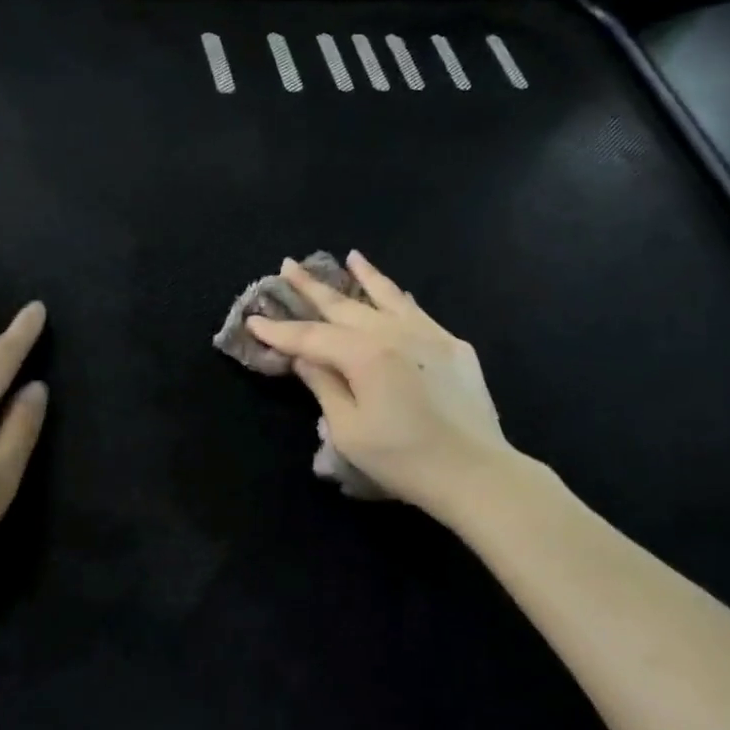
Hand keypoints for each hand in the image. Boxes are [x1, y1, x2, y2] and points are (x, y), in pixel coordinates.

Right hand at [247, 252, 516, 518]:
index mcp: (365, 354)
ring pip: (388, 296)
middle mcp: (395, 333)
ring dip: (365, 276)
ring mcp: (429, 335)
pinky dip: (399, 298)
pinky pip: (418, 312)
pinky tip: (395, 292)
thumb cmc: (403, 459)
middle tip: (288, 264)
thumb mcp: (349, 430)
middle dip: (313, 287)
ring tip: (350, 256)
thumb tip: (304, 358)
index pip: (311, 337)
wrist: (475, 472)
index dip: (280, 331)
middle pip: (345, 305)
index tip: (254, 320)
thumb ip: (324, 386)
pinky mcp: (453, 346)